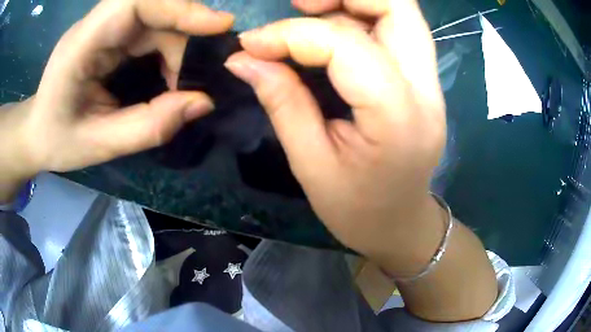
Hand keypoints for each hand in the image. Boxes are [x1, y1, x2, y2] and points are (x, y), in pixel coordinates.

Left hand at [2, 0, 233, 183]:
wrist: (36, 131)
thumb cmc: (57, 139)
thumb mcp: (99, 144)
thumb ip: (149, 126)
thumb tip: (203, 102)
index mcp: (81, 45)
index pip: (135, 1)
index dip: (179, 6)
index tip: (218, 26)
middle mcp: (96, 25)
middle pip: (154, 7)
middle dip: (186, 33)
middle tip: (201, 73)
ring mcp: (105, 26)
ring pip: (158, 17)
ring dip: (180, 44)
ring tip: (183, 82)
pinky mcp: (112, 33)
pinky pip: (152, 28)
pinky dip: (170, 47)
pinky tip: (171, 73)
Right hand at [225, 0, 446, 274]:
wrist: (400, 224)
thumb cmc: (357, 210)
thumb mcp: (310, 166)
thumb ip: (282, 102)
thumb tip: (243, 58)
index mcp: (399, 118)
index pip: (347, 44)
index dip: (292, 34)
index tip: (252, 44)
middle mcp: (426, 89)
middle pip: (399, 7)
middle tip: (300, 6)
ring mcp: (430, 83)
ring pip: (401, 13)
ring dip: (353, 2)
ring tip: (310, 13)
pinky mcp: (424, 82)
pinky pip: (397, 31)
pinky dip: (361, 18)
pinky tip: (331, 32)